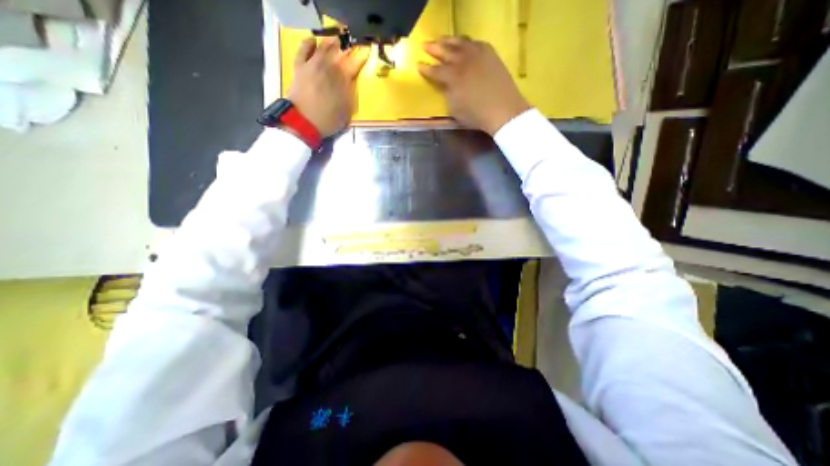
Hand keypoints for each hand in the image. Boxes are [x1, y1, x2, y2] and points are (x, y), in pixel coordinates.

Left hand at [289, 39, 371, 136]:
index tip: (366, 52)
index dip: (361, 56)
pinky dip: (309, 43)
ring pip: (323, 46)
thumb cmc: (328, 120)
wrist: (304, 121)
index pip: (355, 62)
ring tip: (336, 41)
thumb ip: (350, 94)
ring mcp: (312, 64)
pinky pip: (304, 48)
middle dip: (347, 47)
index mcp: (342, 78)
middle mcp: (328, 66)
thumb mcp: (347, 111)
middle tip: (351, 47)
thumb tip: (350, 82)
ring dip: (331, 43)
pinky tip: (314, 41)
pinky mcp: (300, 65)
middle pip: (339, 50)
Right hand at [422, 36, 531, 134]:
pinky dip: (466, 42)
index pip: (435, 71)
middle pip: (445, 51)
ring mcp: (477, 55)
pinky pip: (475, 43)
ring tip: (442, 40)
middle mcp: (463, 61)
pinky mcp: (490, 54)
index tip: (418, 65)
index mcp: (452, 77)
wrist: (503, 110)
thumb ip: (447, 94)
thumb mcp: (455, 109)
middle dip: (434, 48)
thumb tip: (445, 85)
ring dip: (449, 40)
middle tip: (425, 44)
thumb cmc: (476, 115)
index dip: (426, 69)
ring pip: (460, 42)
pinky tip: (464, 44)